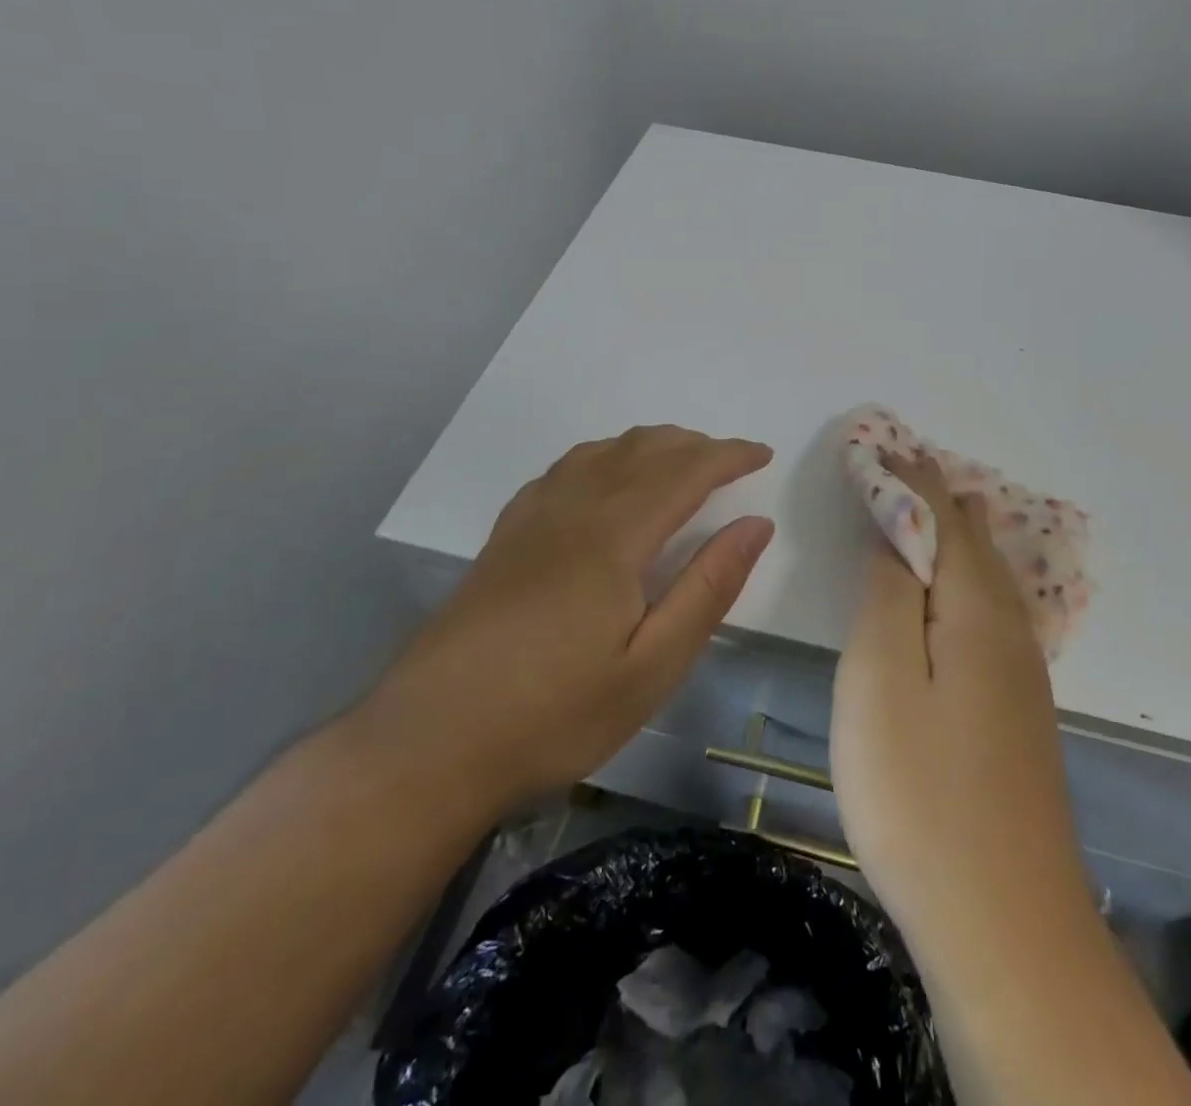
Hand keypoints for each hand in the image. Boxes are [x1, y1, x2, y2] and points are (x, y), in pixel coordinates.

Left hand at [354, 426, 773, 819]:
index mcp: (614, 537)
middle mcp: (572, 510)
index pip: (684, 472)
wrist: (427, 745)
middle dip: (694, 445)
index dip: (728, 456)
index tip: (763, 453)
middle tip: (731, 459)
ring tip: (679, 459)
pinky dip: (601, 457)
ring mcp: (530, 521)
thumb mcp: (652, 667)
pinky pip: (562, 471)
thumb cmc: (554, 714)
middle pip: (642, 451)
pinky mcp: (503, 539)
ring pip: (600, 453)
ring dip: (648, 445)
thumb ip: (708, 588)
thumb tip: (756, 525)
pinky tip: (602, 478)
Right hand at [830, 452, 1086, 963]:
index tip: (882, 445)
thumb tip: (895, 533)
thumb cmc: (921, 791)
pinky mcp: (1017, 713)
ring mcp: (1021, 675)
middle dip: (940, 499)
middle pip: (975, 543)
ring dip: (960, 536)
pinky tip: (962, 593)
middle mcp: (1009, 630)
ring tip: (940, 509)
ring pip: (990, 579)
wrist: (1004, 923)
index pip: (943, 518)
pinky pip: (992, 612)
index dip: (910, 479)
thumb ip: (887, 594)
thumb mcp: (880, 678)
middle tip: (906, 466)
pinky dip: (968, 578)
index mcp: (976, 610)